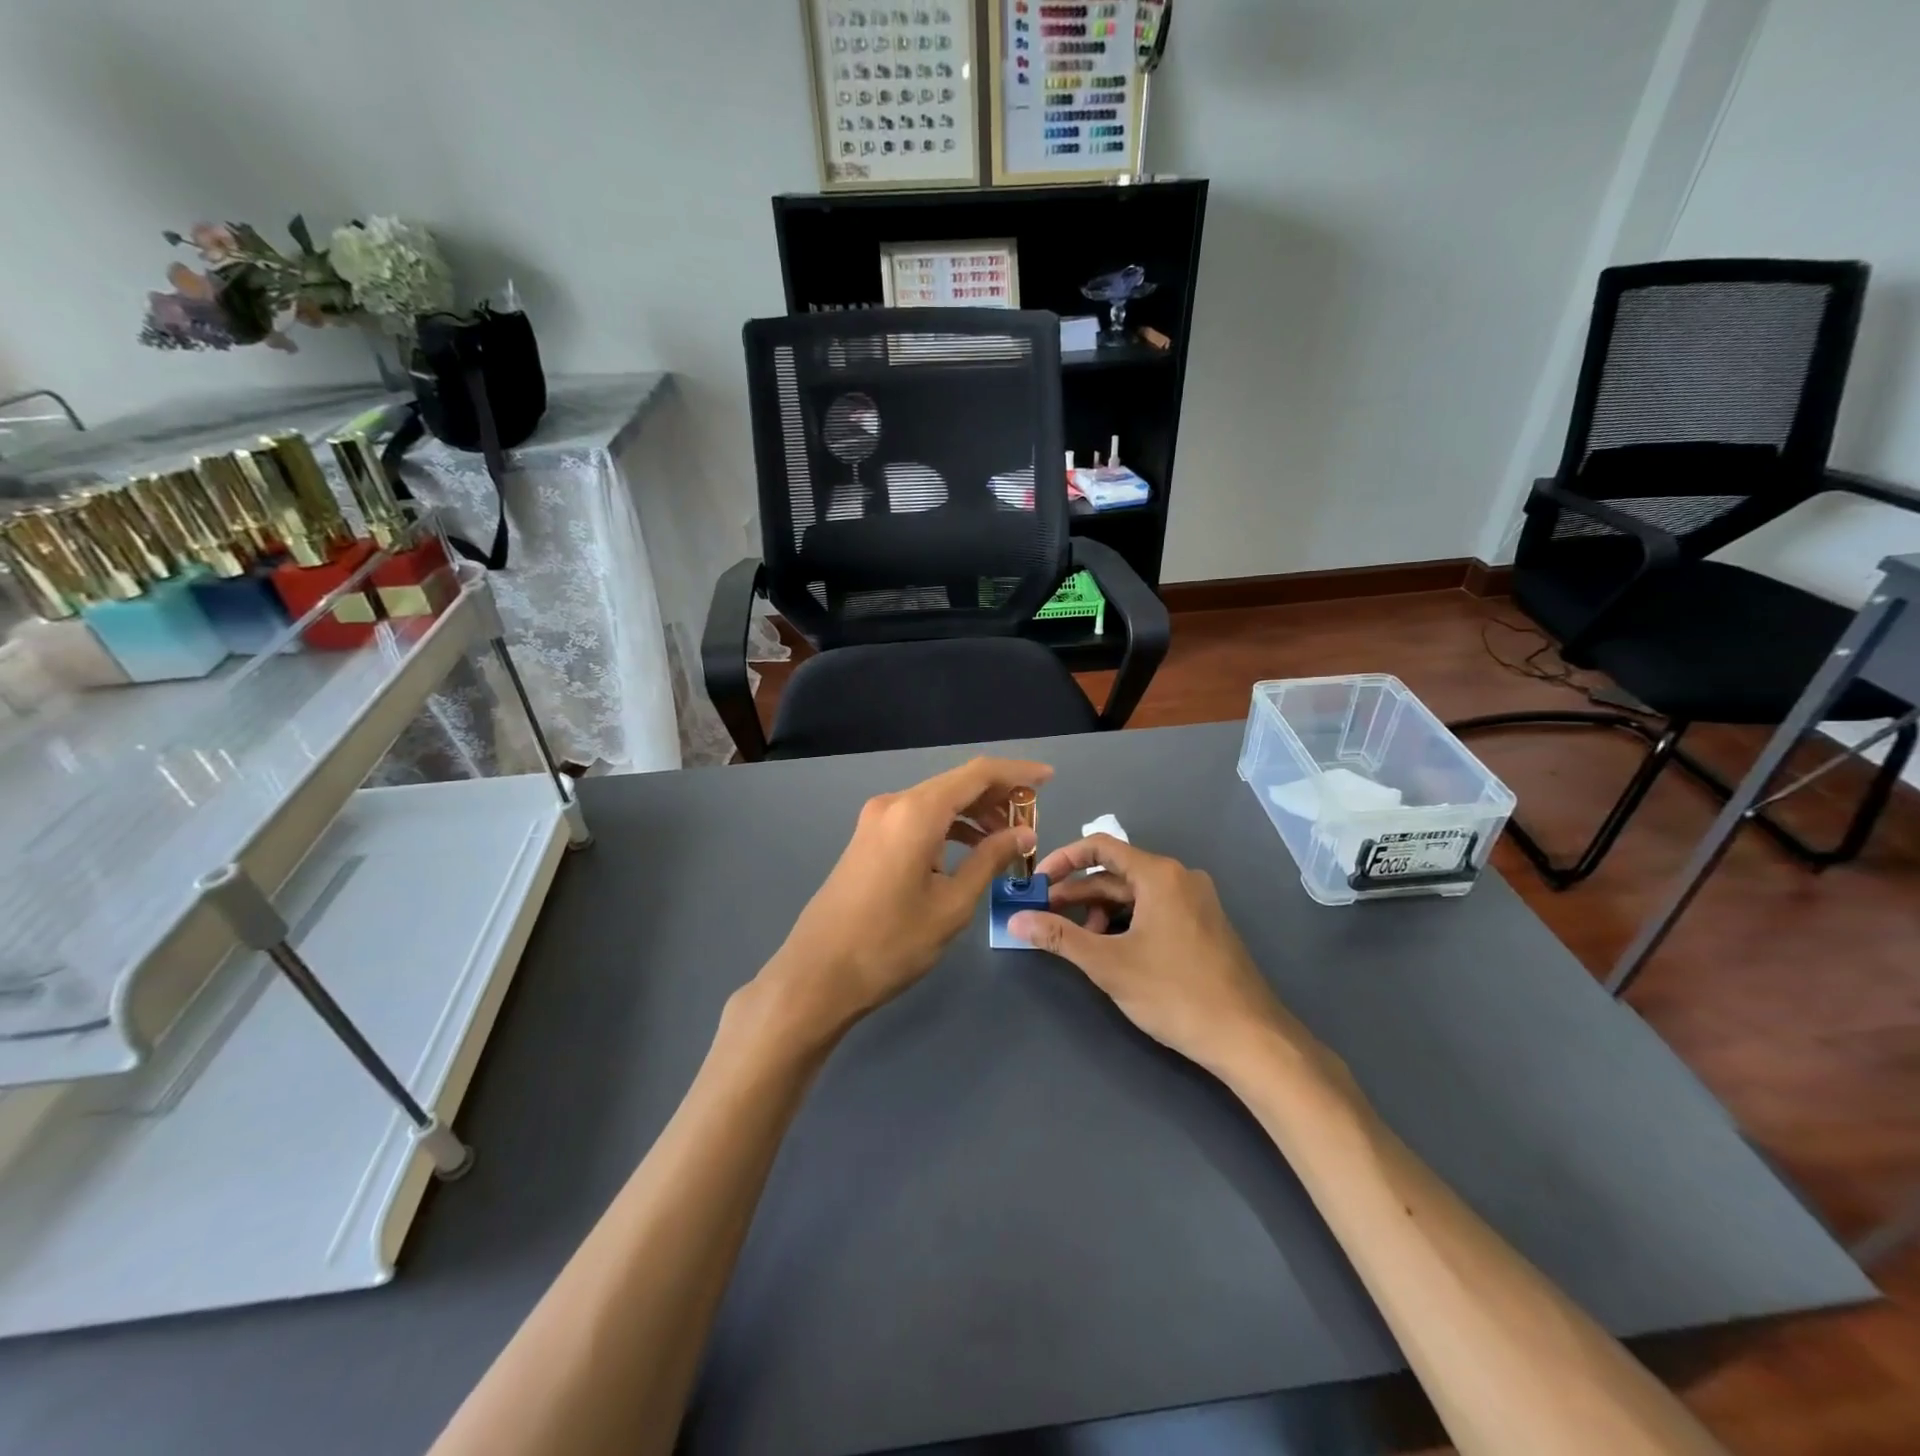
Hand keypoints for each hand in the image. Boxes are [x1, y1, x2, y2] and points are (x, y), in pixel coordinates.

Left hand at [756, 757, 1050, 1039]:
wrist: (818, 974)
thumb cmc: (891, 943)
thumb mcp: (952, 904)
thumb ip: (990, 860)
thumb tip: (1022, 834)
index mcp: (916, 812)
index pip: (978, 774)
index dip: (1017, 773)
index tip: (1049, 779)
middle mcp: (894, 804)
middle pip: (956, 785)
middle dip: (998, 797)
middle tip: (1032, 821)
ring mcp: (876, 821)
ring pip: (937, 802)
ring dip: (973, 814)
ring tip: (1008, 839)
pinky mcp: (869, 839)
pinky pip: (918, 820)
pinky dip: (948, 828)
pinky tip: (969, 850)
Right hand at [1008, 835, 1299, 1075]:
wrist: (1249, 1037)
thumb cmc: (1174, 993)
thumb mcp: (1109, 964)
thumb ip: (1059, 937)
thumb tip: (1015, 920)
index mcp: (1159, 874)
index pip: (1100, 847)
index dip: (1062, 860)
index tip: (1036, 883)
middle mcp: (1180, 877)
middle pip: (1116, 872)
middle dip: (1078, 894)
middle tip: (1045, 917)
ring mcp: (1196, 901)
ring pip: (1135, 894)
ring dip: (1101, 911)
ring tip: (1080, 942)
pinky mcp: (1203, 925)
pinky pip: (1155, 910)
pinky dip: (1127, 922)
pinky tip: (1114, 950)